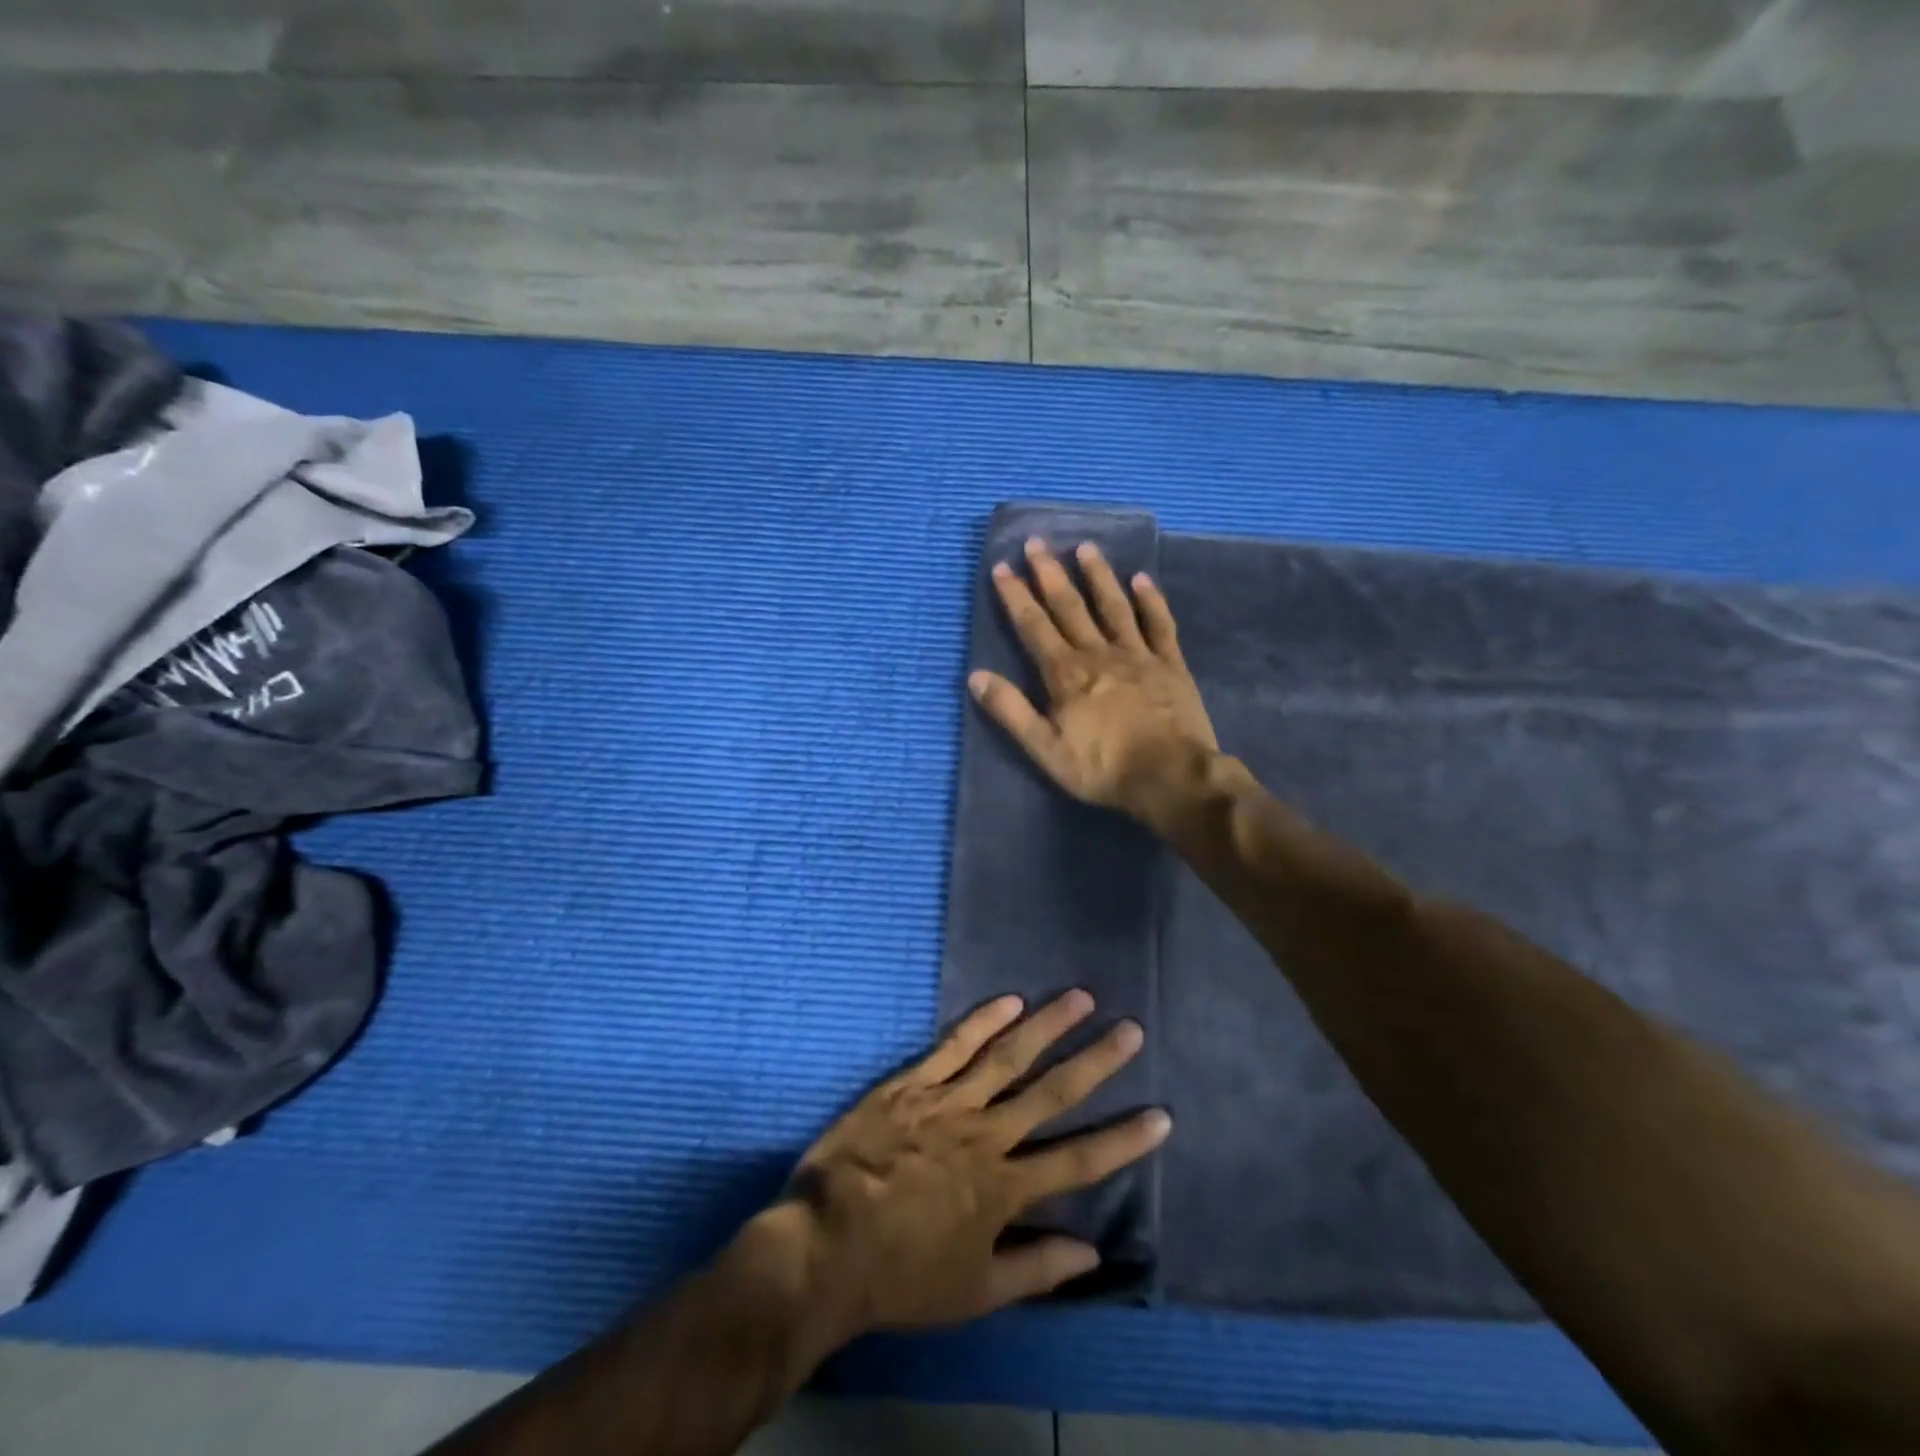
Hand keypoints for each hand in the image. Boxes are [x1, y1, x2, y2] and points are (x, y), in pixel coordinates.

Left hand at [774, 991, 1169, 1340]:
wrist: (826, 1245)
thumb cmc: (901, 1275)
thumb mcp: (975, 1292)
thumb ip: (1036, 1269)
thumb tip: (1094, 1253)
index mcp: (1005, 1188)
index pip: (1078, 1160)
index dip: (1123, 1140)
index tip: (1161, 1115)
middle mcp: (987, 1136)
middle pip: (1052, 1093)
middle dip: (1096, 1062)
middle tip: (1130, 1030)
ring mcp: (949, 1104)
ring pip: (1009, 1057)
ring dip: (1048, 1026)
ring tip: (1081, 998)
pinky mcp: (913, 1085)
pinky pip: (953, 1047)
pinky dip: (982, 1021)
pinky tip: (1010, 1000)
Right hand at [970, 537, 1217, 817]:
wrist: (1170, 775)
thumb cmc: (1103, 768)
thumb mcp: (1045, 749)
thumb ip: (1011, 711)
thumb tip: (976, 676)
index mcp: (1065, 674)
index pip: (1034, 626)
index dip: (1016, 596)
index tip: (1002, 567)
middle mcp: (1098, 653)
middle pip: (1069, 607)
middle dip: (1050, 573)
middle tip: (1036, 542)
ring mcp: (1138, 655)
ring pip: (1113, 606)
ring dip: (1097, 576)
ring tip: (1085, 547)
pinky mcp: (1170, 664)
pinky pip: (1159, 624)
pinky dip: (1150, 600)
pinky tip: (1142, 579)